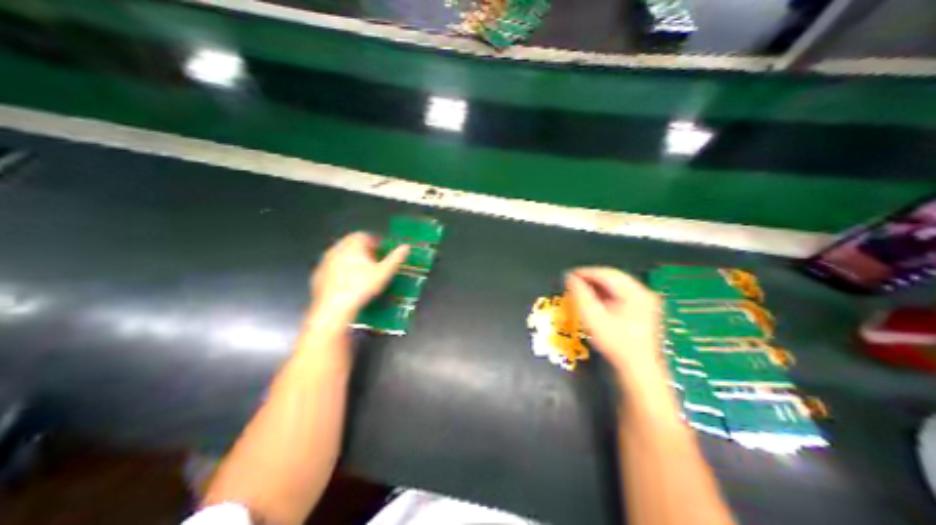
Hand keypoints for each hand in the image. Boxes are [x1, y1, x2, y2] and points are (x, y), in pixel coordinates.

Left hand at [309, 231, 409, 320]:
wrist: (333, 308)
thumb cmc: (361, 287)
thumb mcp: (383, 273)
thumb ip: (395, 258)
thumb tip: (406, 247)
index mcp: (352, 244)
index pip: (364, 235)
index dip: (374, 243)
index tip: (381, 253)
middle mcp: (336, 248)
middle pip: (351, 244)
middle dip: (363, 252)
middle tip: (374, 264)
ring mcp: (324, 261)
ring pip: (341, 256)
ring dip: (351, 262)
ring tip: (362, 276)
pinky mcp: (318, 274)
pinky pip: (332, 269)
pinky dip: (340, 273)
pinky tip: (347, 286)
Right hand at [567, 268, 661, 374]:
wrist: (638, 371)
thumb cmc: (616, 345)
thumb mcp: (594, 318)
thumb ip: (580, 296)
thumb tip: (570, 279)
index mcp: (636, 292)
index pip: (607, 273)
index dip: (585, 273)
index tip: (568, 275)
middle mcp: (644, 294)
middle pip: (613, 279)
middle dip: (592, 281)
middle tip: (573, 284)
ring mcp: (647, 304)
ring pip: (618, 289)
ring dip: (599, 289)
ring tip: (581, 294)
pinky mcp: (644, 314)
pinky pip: (622, 298)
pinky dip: (607, 298)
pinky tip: (595, 304)